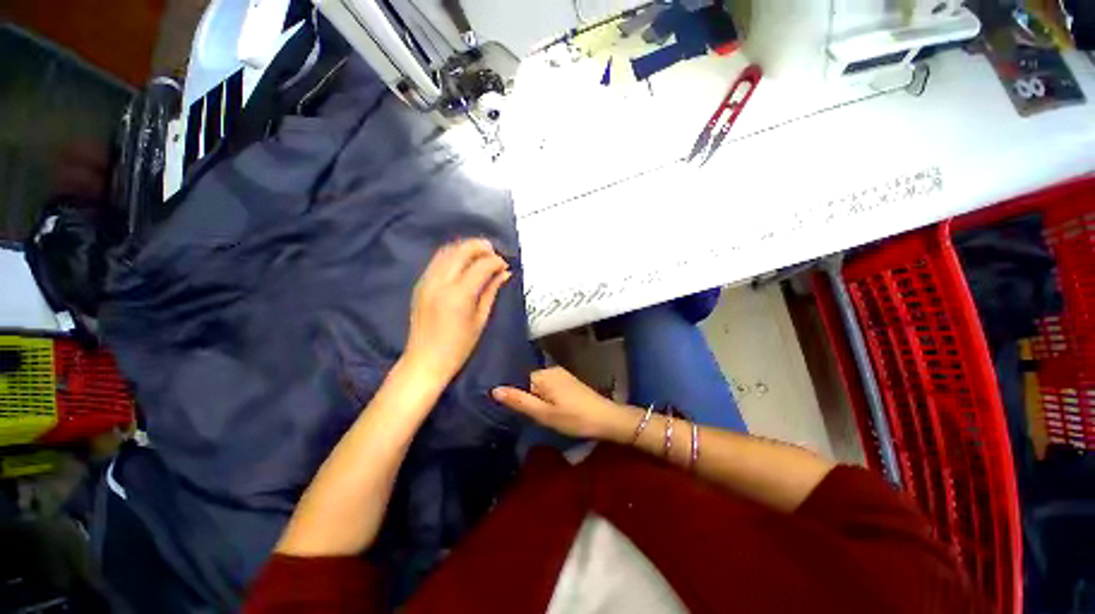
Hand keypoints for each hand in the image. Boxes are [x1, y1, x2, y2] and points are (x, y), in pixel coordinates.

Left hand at [403, 239, 510, 386]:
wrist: (425, 360)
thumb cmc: (459, 346)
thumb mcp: (481, 320)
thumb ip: (491, 292)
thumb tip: (505, 273)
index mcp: (459, 295)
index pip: (481, 266)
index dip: (496, 261)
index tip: (505, 265)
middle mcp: (441, 282)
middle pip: (462, 251)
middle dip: (481, 247)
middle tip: (494, 253)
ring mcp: (427, 281)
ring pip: (447, 251)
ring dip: (466, 248)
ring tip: (481, 254)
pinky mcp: (420, 284)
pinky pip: (437, 260)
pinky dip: (453, 255)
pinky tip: (463, 262)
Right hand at [492, 367, 637, 440]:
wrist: (606, 419)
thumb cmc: (574, 418)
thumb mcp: (544, 414)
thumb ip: (519, 401)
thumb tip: (494, 390)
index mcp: (543, 375)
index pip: (518, 380)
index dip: (515, 395)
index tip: (514, 410)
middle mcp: (551, 370)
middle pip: (529, 381)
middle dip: (526, 397)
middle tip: (530, 416)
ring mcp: (561, 374)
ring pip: (539, 385)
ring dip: (536, 398)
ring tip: (540, 414)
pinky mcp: (568, 381)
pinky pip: (549, 386)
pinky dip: (546, 396)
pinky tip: (551, 409)